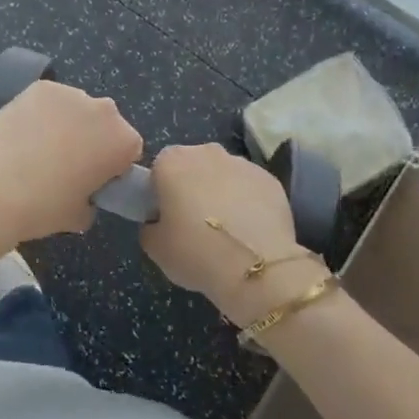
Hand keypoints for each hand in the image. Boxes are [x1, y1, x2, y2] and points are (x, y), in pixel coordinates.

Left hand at [0, 79, 142, 256]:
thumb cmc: (42, 208)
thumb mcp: (80, 216)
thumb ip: (93, 199)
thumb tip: (83, 191)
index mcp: (123, 142)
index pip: (130, 150)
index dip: (112, 165)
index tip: (94, 179)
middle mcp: (104, 110)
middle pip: (105, 123)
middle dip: (92, 138)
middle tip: (67, 164)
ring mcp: (70, 94)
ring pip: (77, 108)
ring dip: (67, 123)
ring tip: (39, 148)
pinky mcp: (40, 87)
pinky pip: (50, 100)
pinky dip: (42, 112)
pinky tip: (24, 132)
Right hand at [139, 144, 319, 326]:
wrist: (256, 266)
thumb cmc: (196, 252)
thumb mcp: (155, 248)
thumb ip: (149, 226)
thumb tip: (158, 222)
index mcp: (171, 162)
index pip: (158, 169)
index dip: (161, 192)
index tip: (167, 217)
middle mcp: (206, 152)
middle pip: (192, 166)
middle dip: (192, 187)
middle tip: (194, 223)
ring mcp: (241, 162)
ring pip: (223, 174)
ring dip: (221, 192)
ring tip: (226, 229)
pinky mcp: (269, 178)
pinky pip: (249, 187)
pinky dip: (248, 201)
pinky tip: (250, 230)